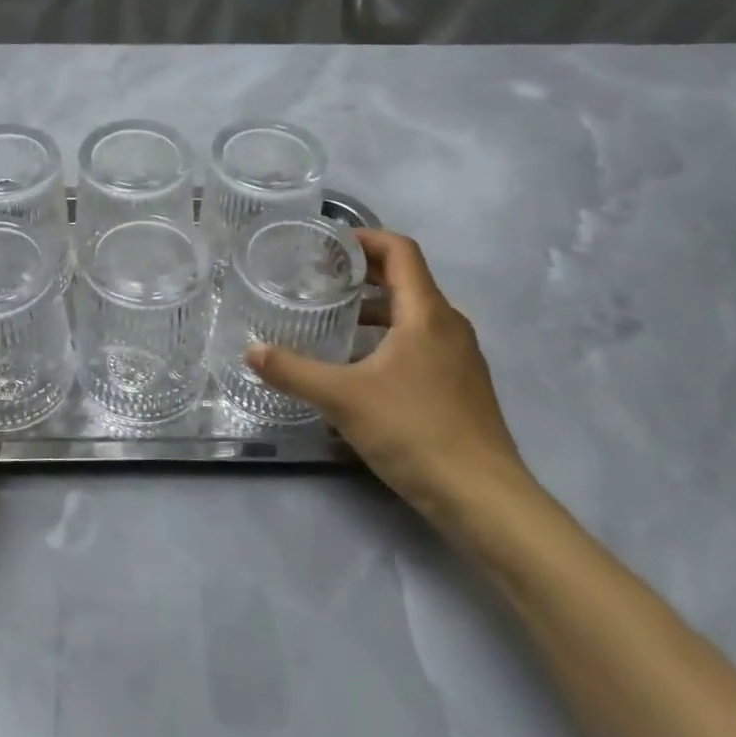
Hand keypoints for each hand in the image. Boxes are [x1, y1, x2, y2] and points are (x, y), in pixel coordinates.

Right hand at [245, 230, 531, 530]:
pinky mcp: (463, 385)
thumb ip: (294, 372)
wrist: (484, 498)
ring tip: (336, 321)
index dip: (365, 238)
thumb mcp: (343, 399)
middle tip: (321, 279)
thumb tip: (251, 351)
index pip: (400, 250)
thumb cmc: (414, 431)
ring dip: (377, 308)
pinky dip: (392, 337)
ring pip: (416, 314)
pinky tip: (364, 368)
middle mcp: (450, 325)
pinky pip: (424, 342)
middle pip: (407, 278)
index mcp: (427, 313)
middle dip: (364, 273)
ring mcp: (461, 357)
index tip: (328, 246)